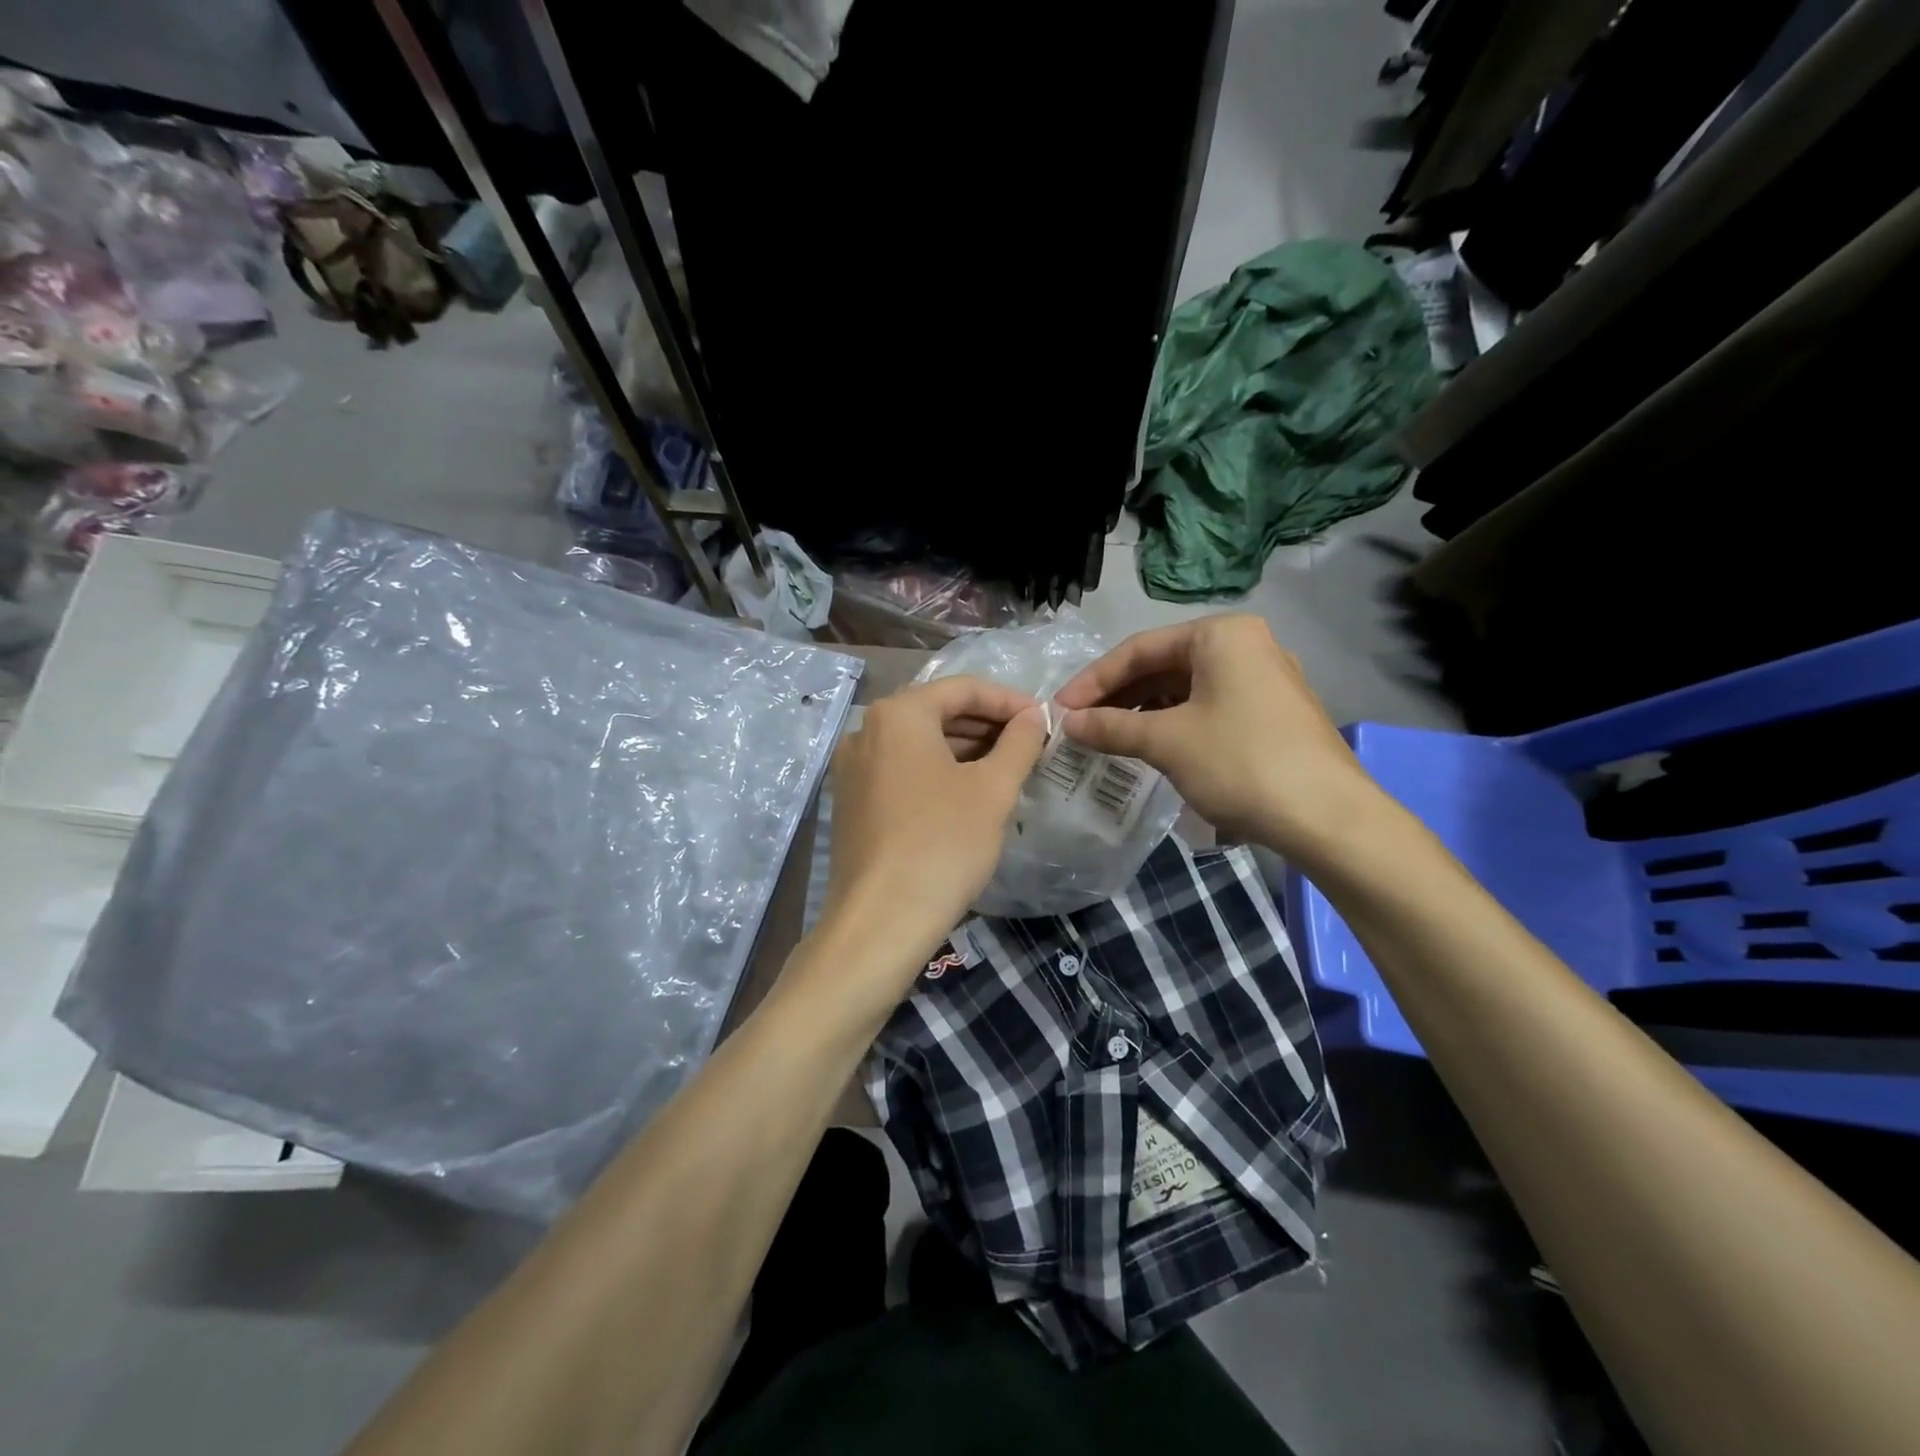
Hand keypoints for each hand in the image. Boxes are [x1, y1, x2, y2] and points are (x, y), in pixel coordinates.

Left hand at [820, 676, 1049, 989]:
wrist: (881, 920)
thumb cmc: (943, 843)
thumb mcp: (993, 789)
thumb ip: (1019, 743)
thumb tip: (1035, 716)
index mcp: (898, 714)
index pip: (963, 688)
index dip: (1009, 700)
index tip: (1044, 719)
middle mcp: (865, 730)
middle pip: (937, 712)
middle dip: (986, 724)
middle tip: (1029, 743)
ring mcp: (852, 768)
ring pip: (918, 743)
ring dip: (964, 748)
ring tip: (1006, 767)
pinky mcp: (850, 802)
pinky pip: (901, 770)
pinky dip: (937, 771)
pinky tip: (967, 793)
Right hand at [1053, 615, 1381, 863]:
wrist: (1328, 817)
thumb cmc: (1240, 762)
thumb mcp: (1167, 742)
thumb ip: (1111, 727)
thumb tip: (1068, 724)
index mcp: (1221, 635)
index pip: (1139, 649)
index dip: (1094, 680)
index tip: (1062, 709)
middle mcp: (1245, 645)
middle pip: (1163, 665)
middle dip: (1119, 696)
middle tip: (1082, 725)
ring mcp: (1264, 679)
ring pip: (1186, 688)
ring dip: (1143, 711)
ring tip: (1109, 738)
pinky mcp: (1273, 712)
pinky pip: (1209, 707)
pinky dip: (1174, 723)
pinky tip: (1151, 747)